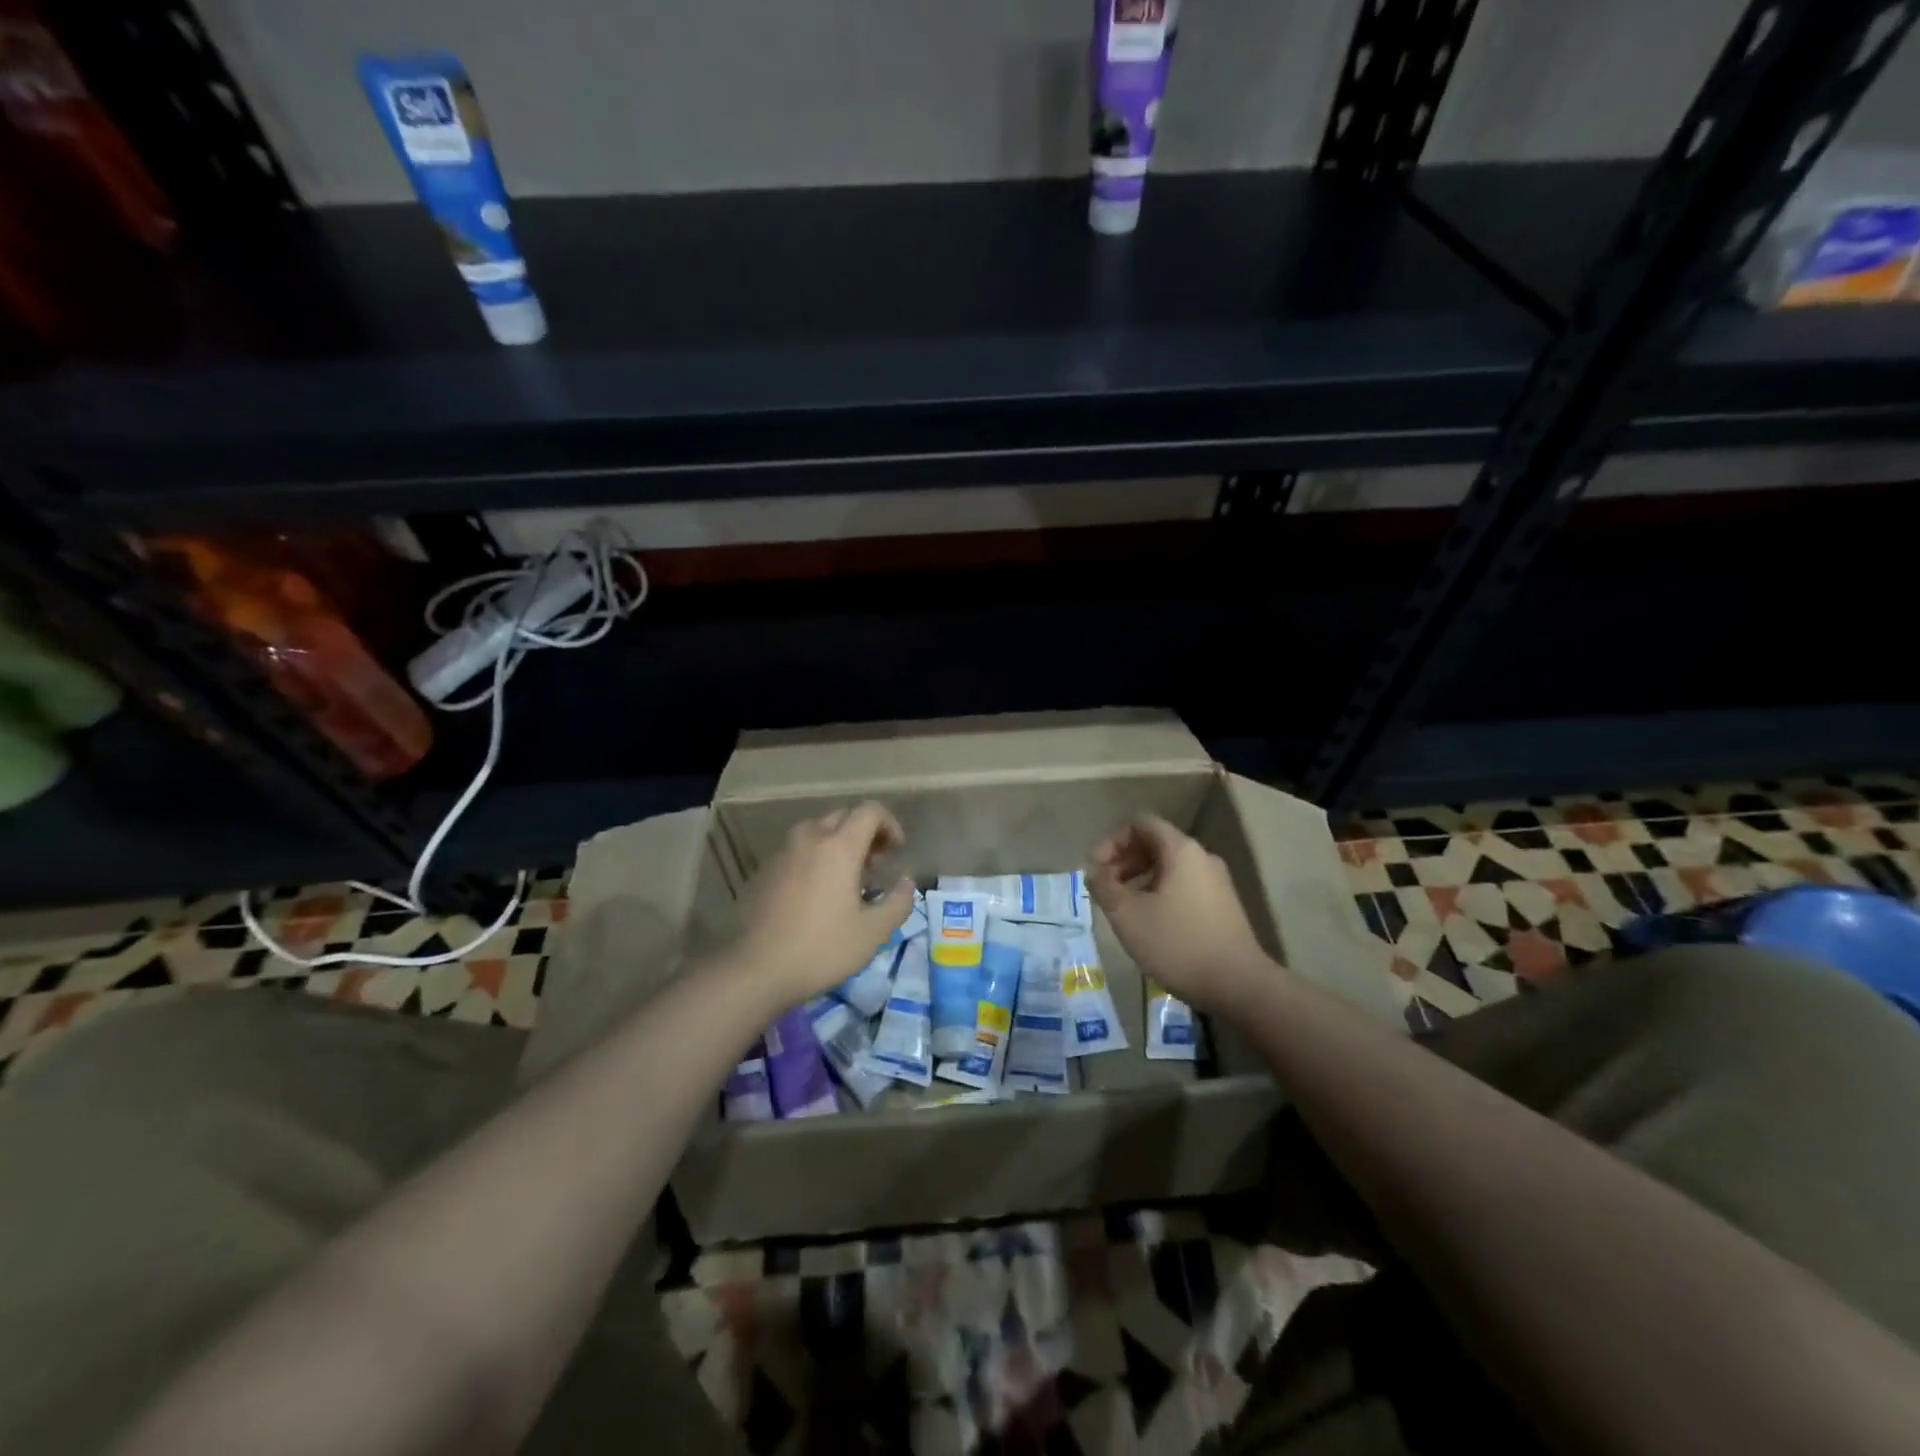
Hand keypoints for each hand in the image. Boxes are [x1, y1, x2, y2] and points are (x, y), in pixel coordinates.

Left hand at [728, 802, 914, 1008]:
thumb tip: (906, 882)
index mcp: (839, 846)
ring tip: (846, 879)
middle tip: (875, 867)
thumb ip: (898, 902)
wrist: (755, 969)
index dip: (890, 825)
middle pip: (843, 816)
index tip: (896, 852)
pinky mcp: (764, 870)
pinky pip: (797, 851)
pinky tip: (816, 894)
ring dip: (838, 844)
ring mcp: (782, 852)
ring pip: (817, 831)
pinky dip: (814, 858)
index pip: (870, 811)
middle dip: (865, 834)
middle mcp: (810, 838)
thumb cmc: (821, 948)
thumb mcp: (873, 932)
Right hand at [1088, 815, 1274, 1012]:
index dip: (1111, 841)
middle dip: (1123, 861)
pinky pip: (1183, 886)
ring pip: (1169, 867)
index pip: (1140, 823)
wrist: (1239, 986)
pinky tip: (1149, 924)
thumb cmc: (1177, 944)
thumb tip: (1095, 873)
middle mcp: (1202, 857)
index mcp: (1181, 850)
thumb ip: (1104, 887)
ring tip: (1123, 908)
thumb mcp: (1127, 915)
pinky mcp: (1222, 906)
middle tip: (1104, 889)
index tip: (1095, 870)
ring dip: (1139, 879)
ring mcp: (1216, 882)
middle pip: (1154, 843)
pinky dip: (1158, 893)